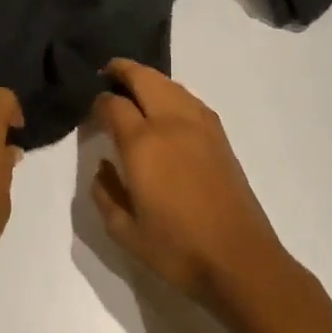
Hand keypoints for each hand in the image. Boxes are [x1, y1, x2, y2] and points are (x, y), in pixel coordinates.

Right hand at [90, 59, 293, 310]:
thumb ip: (105, 194)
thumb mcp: (124, 231)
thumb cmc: (177, 249)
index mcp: (143, 143)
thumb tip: (103, 168)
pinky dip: (172, 93)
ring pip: (170, 85)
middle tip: (107, 74)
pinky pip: (190, 99)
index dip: (98, 102)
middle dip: (122, 71)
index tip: (91, 110)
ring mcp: (201, 127)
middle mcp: (171, 123)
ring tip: (134, 88)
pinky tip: (166, 108)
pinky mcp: (220, 137)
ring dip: (149, 79)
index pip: (113, 104)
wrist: (240, 261)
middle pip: (144, 78)